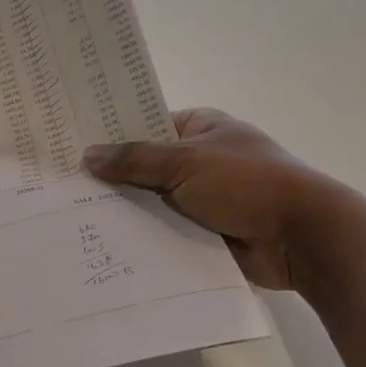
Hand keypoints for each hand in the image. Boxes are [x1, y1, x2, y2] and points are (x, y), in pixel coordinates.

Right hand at [81, 108, 350, 290]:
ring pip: (150, 201)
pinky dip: (142, 236)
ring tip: (71, 217)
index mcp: (201, 128)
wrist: (302, 238)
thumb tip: (87, 156)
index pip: (145, 125)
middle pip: (144, 166)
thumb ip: (134, 160)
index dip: (111, 135)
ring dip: (125, 210)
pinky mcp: (202, 231)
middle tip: (62, 186)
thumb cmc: (247, 183)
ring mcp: (202, 197)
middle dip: (111, 177)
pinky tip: (103, 241)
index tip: (72, 146)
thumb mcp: (185, 162)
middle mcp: (199, 159)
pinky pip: (162, 230)